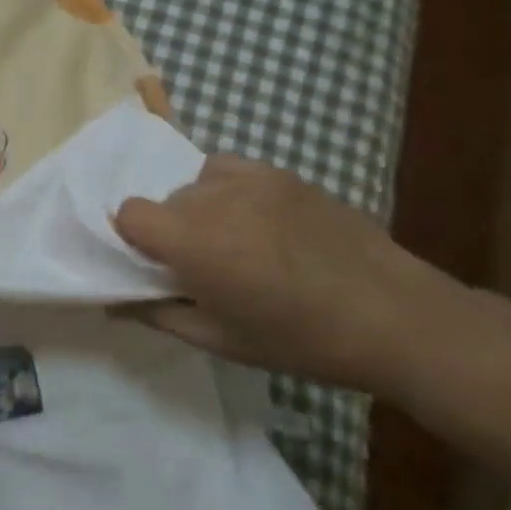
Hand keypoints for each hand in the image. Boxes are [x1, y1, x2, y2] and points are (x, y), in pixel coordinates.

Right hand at [114, 154, 458, 389]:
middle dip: (170, 229)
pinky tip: (254, 218)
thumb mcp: (219, 340)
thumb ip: (157, 315)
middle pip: (162, 200)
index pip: (128, 213)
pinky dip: (225, 188)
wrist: (396, 319)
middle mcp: (215, 200)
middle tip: (202, 265)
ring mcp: (253, 181)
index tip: (158, 265)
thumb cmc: (300, 340)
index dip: (134, 239)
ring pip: (194, 185)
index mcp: (194, 243)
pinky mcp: (284, 175)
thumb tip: (114, 303)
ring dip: (198, 210)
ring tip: (235, 241)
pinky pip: (228, 169)